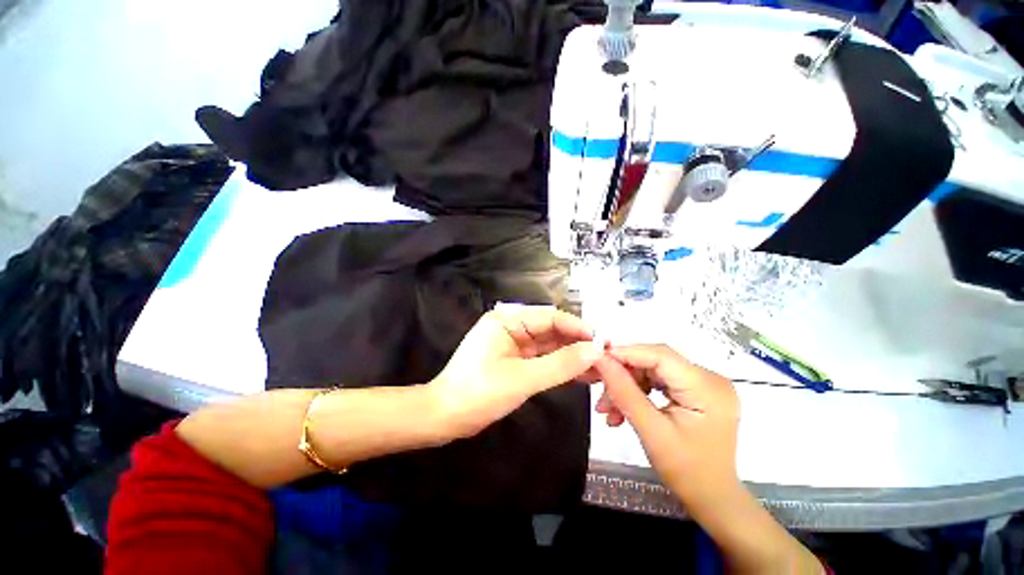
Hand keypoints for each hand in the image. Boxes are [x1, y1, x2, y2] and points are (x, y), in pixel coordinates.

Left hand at [428, 305, 603, 439]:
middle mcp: (511, 326)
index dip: (578, 328)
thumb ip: (561, 364)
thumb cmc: (478, 393)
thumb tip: (596, 350)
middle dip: (577, 343)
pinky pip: (542, 358)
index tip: (603, 342)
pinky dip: (560, 366)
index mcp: (507, 319)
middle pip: (552, 330)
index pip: (551, 317)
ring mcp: (514, 343)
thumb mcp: (522, 378)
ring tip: (599, 368)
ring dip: (572, 356)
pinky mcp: (515, 359)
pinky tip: (581, 374)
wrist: (445, 417)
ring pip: (550, 345)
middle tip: (606, 358)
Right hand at [593, 344, 741, 510]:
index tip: (597, 359)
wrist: (713, 499)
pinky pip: (659, 381)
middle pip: (655, 362)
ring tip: (608, 409)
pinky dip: (638, 392)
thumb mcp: (651, 432)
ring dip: (628, 386)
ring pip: (653, 371)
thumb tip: (600, 360)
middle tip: (600, 393)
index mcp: (707, 388)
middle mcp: (710, 378)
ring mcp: (703, 384)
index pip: (660, 355)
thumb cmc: (687, 472)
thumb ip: (624, 392)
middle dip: (624, 375)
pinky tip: (623, 409)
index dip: (626, 353)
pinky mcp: (695, 391)